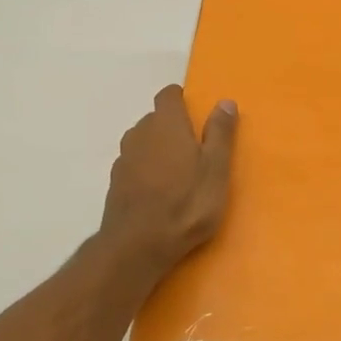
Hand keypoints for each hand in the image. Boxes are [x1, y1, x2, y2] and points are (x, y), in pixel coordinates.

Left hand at [100, 85, 236, 275]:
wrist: (138, 245)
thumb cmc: (186, 203)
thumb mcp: (216, 169)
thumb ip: (220, 133)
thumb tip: (224, 102)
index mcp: (166, 124)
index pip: (168, 95)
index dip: (181, 100)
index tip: (196, 115)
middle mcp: (140, 133)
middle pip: (155, 119)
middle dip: (172, 127)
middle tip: (195, 150)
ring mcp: (124, 158)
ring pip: (143, 142)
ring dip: (158, 149)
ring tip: (178, 172)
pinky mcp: (115, 182)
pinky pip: (134, 165)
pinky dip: (146, 170)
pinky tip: (158, 192)